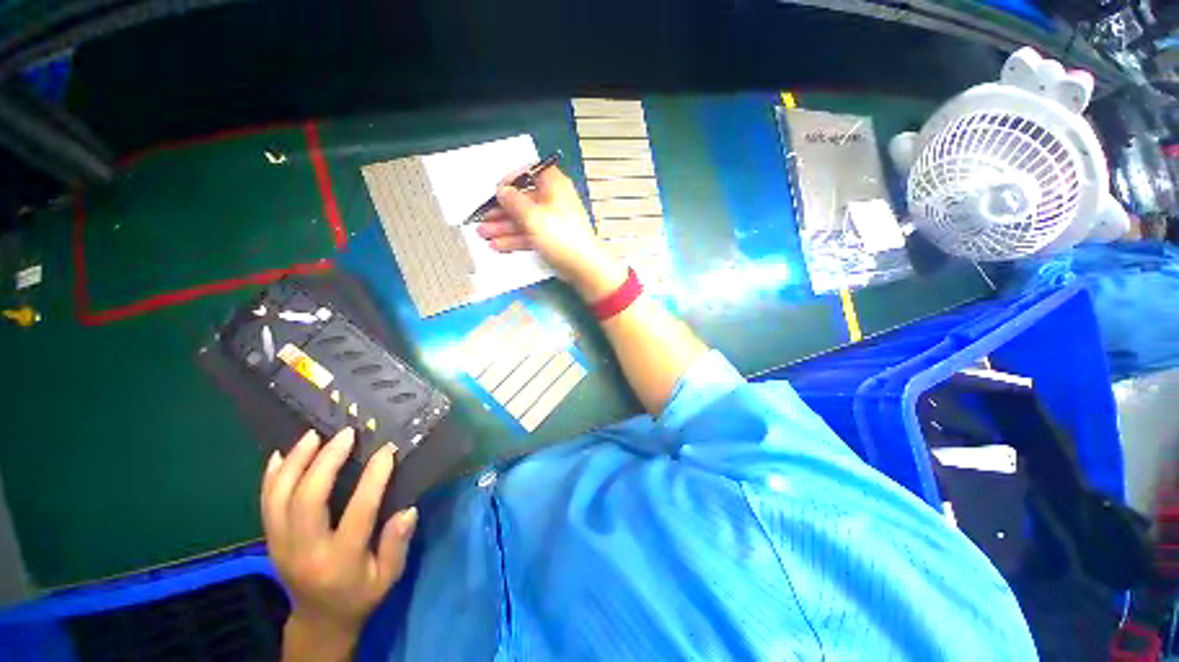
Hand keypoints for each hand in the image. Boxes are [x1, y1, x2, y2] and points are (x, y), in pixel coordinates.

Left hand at [261, 429, 417, 657]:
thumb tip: (408, 510)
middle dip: (325, 462)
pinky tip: (281, 453)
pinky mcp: (269, 539)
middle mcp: (304, 551)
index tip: (387, 451)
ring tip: (313, 434)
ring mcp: (280, 544)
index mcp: (339, 561)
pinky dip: (271, 476)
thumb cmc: (360, 594)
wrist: (318, 619)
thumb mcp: (388, 577)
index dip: (373, 479)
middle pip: (306, 501)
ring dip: (295, 462)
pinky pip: (265, 503)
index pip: (357, 513)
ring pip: (279, 497)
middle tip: (345, 434)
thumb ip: (397, 545)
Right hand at [476, 166, 627, 300]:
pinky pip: (530, 235)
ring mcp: (553, 222)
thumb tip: (502, 190)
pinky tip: (498, 245)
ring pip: (524, 220)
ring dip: (504, 227)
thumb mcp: (533, 216)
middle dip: (501, 210)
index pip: (531, 173)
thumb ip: (514, 201)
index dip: (512, 179)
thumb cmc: (560, 236)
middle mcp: (553, 201)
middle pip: (524, 200)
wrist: (583, 266)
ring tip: (484, 235)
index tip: (497, 190)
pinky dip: (515, 239)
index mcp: (554, 186)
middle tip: (483, 218)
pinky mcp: (552, 239)